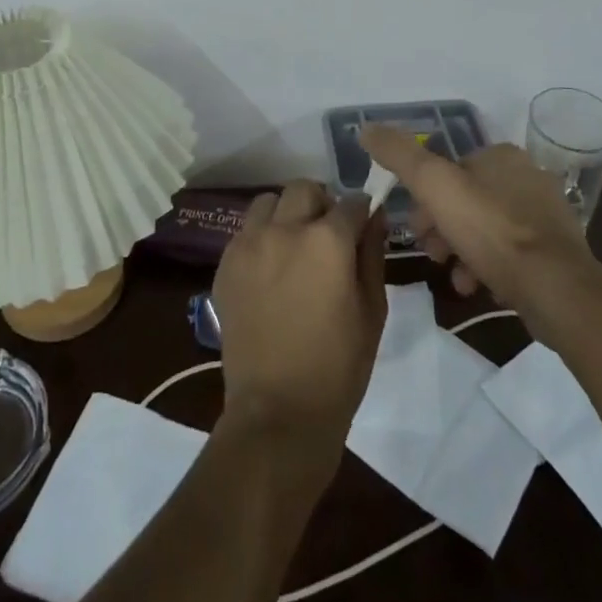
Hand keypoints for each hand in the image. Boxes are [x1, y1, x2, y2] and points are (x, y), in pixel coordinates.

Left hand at [212, 180, 387, 455]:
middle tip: (327, 236)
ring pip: (269, 201)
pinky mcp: (226, 263)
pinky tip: (271, 269)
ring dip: (286, 213)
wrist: (278, 412)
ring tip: (294, 246)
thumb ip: (373, 254)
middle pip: (305, 189)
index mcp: (327, 240)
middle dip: (322, 204)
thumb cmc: (338, 367)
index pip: (351, 202)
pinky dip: (262, 236)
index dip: (361, 213)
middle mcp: (285, 229)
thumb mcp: (372, 310)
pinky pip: (246, 230)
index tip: (362, 227)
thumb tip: (375, 216)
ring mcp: (250, 243)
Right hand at [361, 127, 597, 335]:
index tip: (413, 224)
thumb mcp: (434, 186)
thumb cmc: (491, 230)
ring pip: (487, 229)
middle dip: (442, 226)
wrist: (556, 290)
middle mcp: (528, 177)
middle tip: (430, 252)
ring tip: (452, 276)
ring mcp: (546, 217)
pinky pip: (511, 256)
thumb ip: (399, 155)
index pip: (451, 168)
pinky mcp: (557, 254)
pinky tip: (478, 287)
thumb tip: (366, 128)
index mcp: (502, 155)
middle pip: (468, 200)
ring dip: (462, 250)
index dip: (426, 196)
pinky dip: (490, 268)